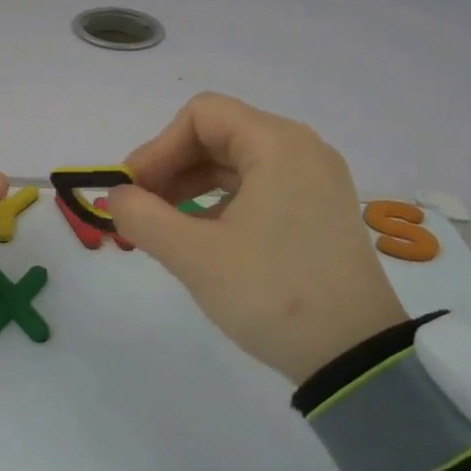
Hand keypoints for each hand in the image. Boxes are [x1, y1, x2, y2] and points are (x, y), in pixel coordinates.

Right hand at [105, 93, 408, 384]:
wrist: (355, 355)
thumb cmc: (271, 293)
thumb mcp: (194, 255)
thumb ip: (141, 216)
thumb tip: (115, 197)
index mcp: (277, 144)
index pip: (201, 115)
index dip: (157, 147)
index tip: (132, 191)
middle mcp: (301, 150)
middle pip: (218, 134)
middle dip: (170, 167)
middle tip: (139, 210)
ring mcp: (315, 181)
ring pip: (236, 163)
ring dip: (191, 186)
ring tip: (162, 227)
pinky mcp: (319, 211)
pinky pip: (258, 187)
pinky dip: (220, 202)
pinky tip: (200, 237)